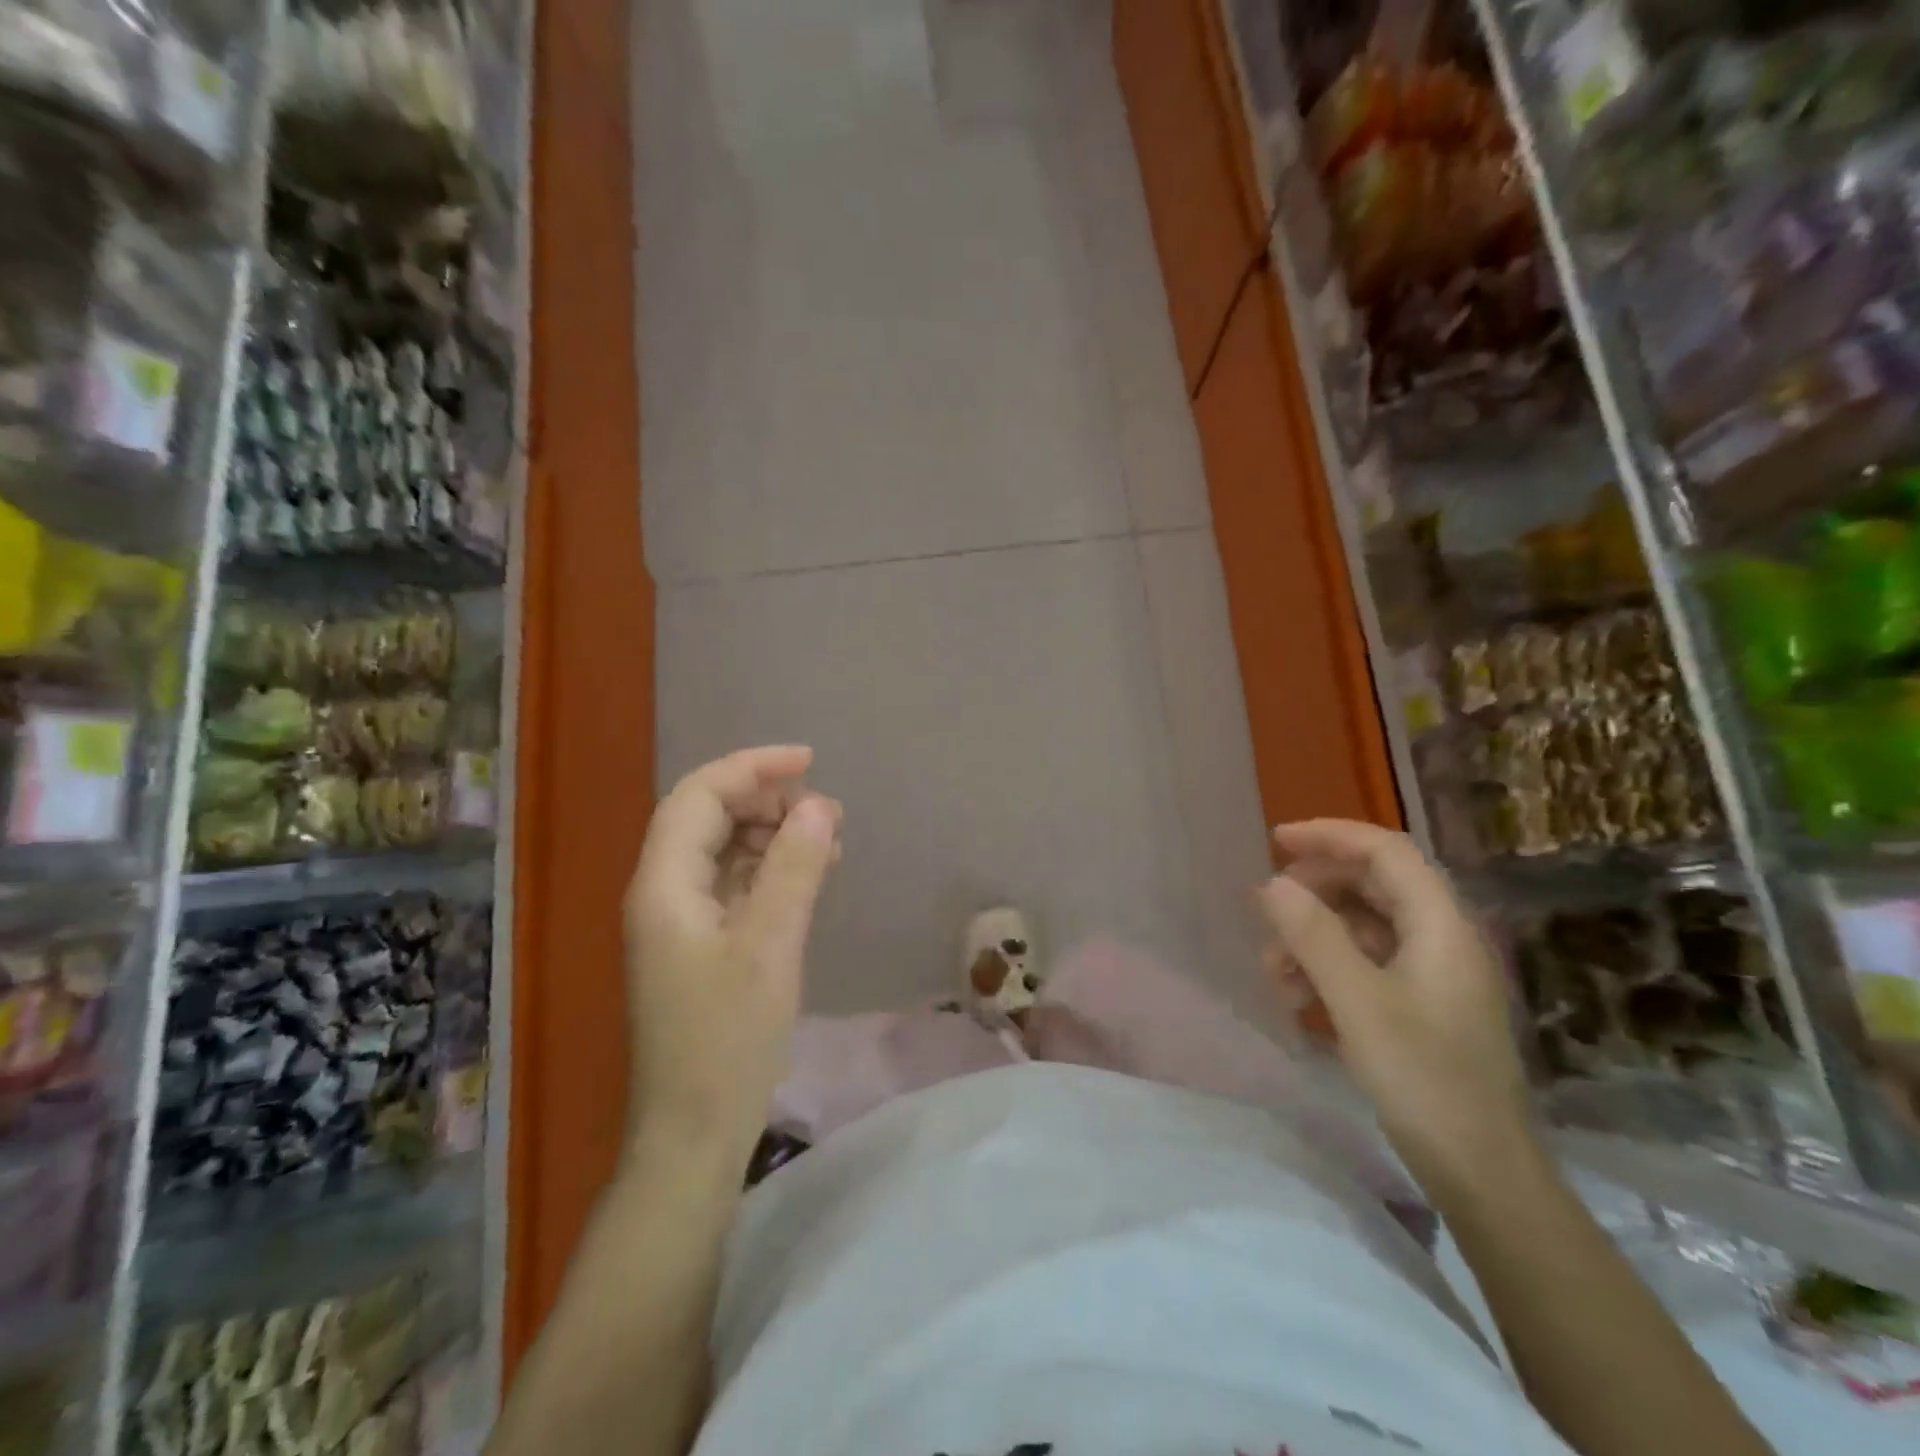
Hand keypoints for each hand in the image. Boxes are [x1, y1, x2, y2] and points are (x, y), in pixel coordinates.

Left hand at [623, 746, 840, 1170]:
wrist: (692, 1137)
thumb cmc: (726, 1041)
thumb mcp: (770, 947)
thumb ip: (794, 868)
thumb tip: (820, 805)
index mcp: (663, 885)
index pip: (699, 796)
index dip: (752, 768)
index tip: (810, 762)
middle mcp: (663, 894)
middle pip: (708, 818)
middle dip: (767, 802)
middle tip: (826, 812)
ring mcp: (680, 923)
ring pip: (724, 852)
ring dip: (773, 836)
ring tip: (829, 841)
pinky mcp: (700, 949)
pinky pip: (734, 887)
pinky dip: (771, 872)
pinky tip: (809, 877)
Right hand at [1258, 819, 1539, 1193]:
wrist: (1485, 1175)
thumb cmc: (1425, 1081)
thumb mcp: (1358, 1004)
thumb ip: (1314, 937)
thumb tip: (1272, 884)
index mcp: (1441, 926)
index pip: (1386, 852)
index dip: (1330, 836)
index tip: (1276, 841)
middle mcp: (1443, 939)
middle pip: (1374, 885)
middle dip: (1314, 890)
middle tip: (1267, 911)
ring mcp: (1436, 974)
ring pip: (1366, 926)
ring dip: (1314, 935)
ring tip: (1274, 970)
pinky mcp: (1425, 1006)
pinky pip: (1369, 963)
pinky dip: (1329, 967)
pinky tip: (1298, 999)